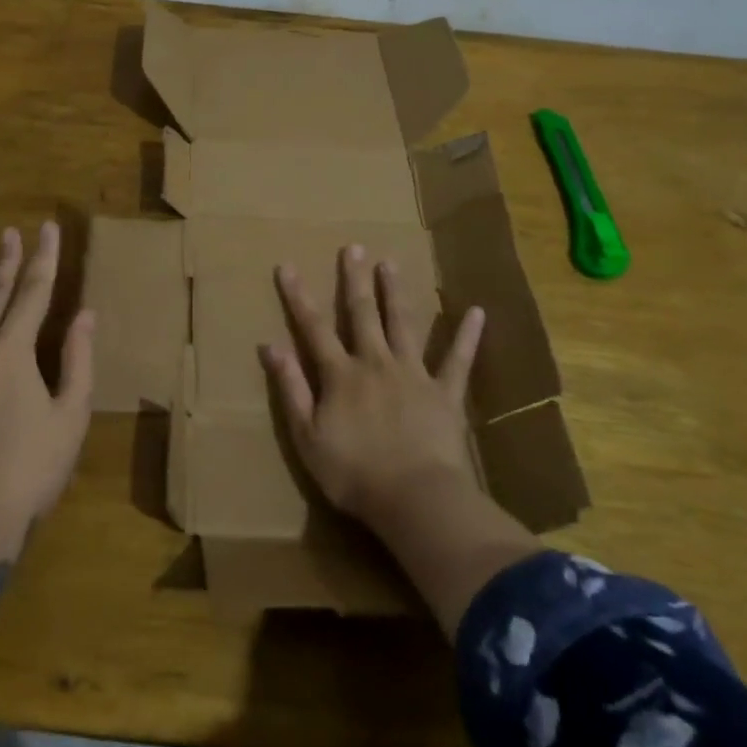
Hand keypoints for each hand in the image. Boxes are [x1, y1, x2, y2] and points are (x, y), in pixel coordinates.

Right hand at [260, 244, 483, 531]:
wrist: (415, 500)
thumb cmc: (353, 474)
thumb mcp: (307, 436)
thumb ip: (290, 388)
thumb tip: (269, 346)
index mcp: (340, 375)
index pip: (313, 327)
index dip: (298, 296)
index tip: (288, 266)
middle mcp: (375, 363)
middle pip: (362, 314)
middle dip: (354, 279)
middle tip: (353, 247)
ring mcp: (413, 374)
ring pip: (402, 324)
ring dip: (395, 293)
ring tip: (390, 263)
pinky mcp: (445, 393)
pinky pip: (458, 361)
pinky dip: (467, 336)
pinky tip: (477, 312)